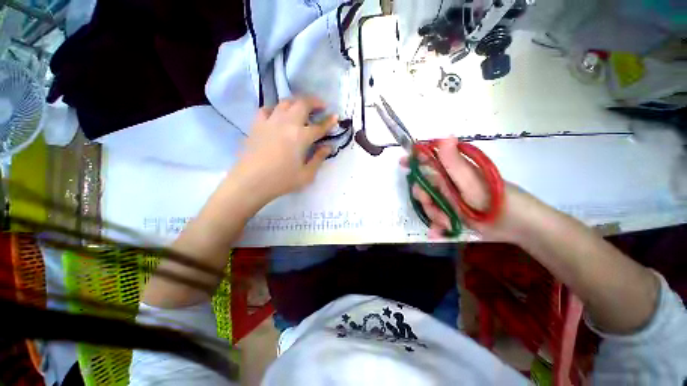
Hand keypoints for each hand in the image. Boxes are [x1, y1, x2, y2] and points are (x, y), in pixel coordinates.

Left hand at [232, 96, 336, 203]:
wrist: (251, 182)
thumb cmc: (282, 180)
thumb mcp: (306, 174)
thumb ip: (319, 158)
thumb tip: (328, 147)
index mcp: (301, 137)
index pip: (319, 126)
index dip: (329, 121)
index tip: (336, 117)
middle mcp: (287, 124)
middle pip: (302, 104)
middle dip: (314, 102)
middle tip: (321, 106)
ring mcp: (270, 121)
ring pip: (285, 102)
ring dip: (297, 103)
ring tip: (302, 109)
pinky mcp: (257, 124)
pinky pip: (267, 109)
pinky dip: (275, 109)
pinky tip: (278, 115)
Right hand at [402, 137, 542, 241]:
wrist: (518, 226)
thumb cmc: (495, 200)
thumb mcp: (471, 182)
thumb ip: (454, 163)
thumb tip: (445, 135)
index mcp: (453, 171)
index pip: (430, 159)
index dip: (414, 159)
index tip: (402, 163)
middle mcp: (450, 183)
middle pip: (424, 187)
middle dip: (424, 198)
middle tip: (433, 206)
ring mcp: (451, 199)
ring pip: (430, 204)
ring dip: (434, 215)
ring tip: (447, 223)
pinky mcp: (454, 214)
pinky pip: (438, 219)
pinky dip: (437, 226)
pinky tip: (438, 234)